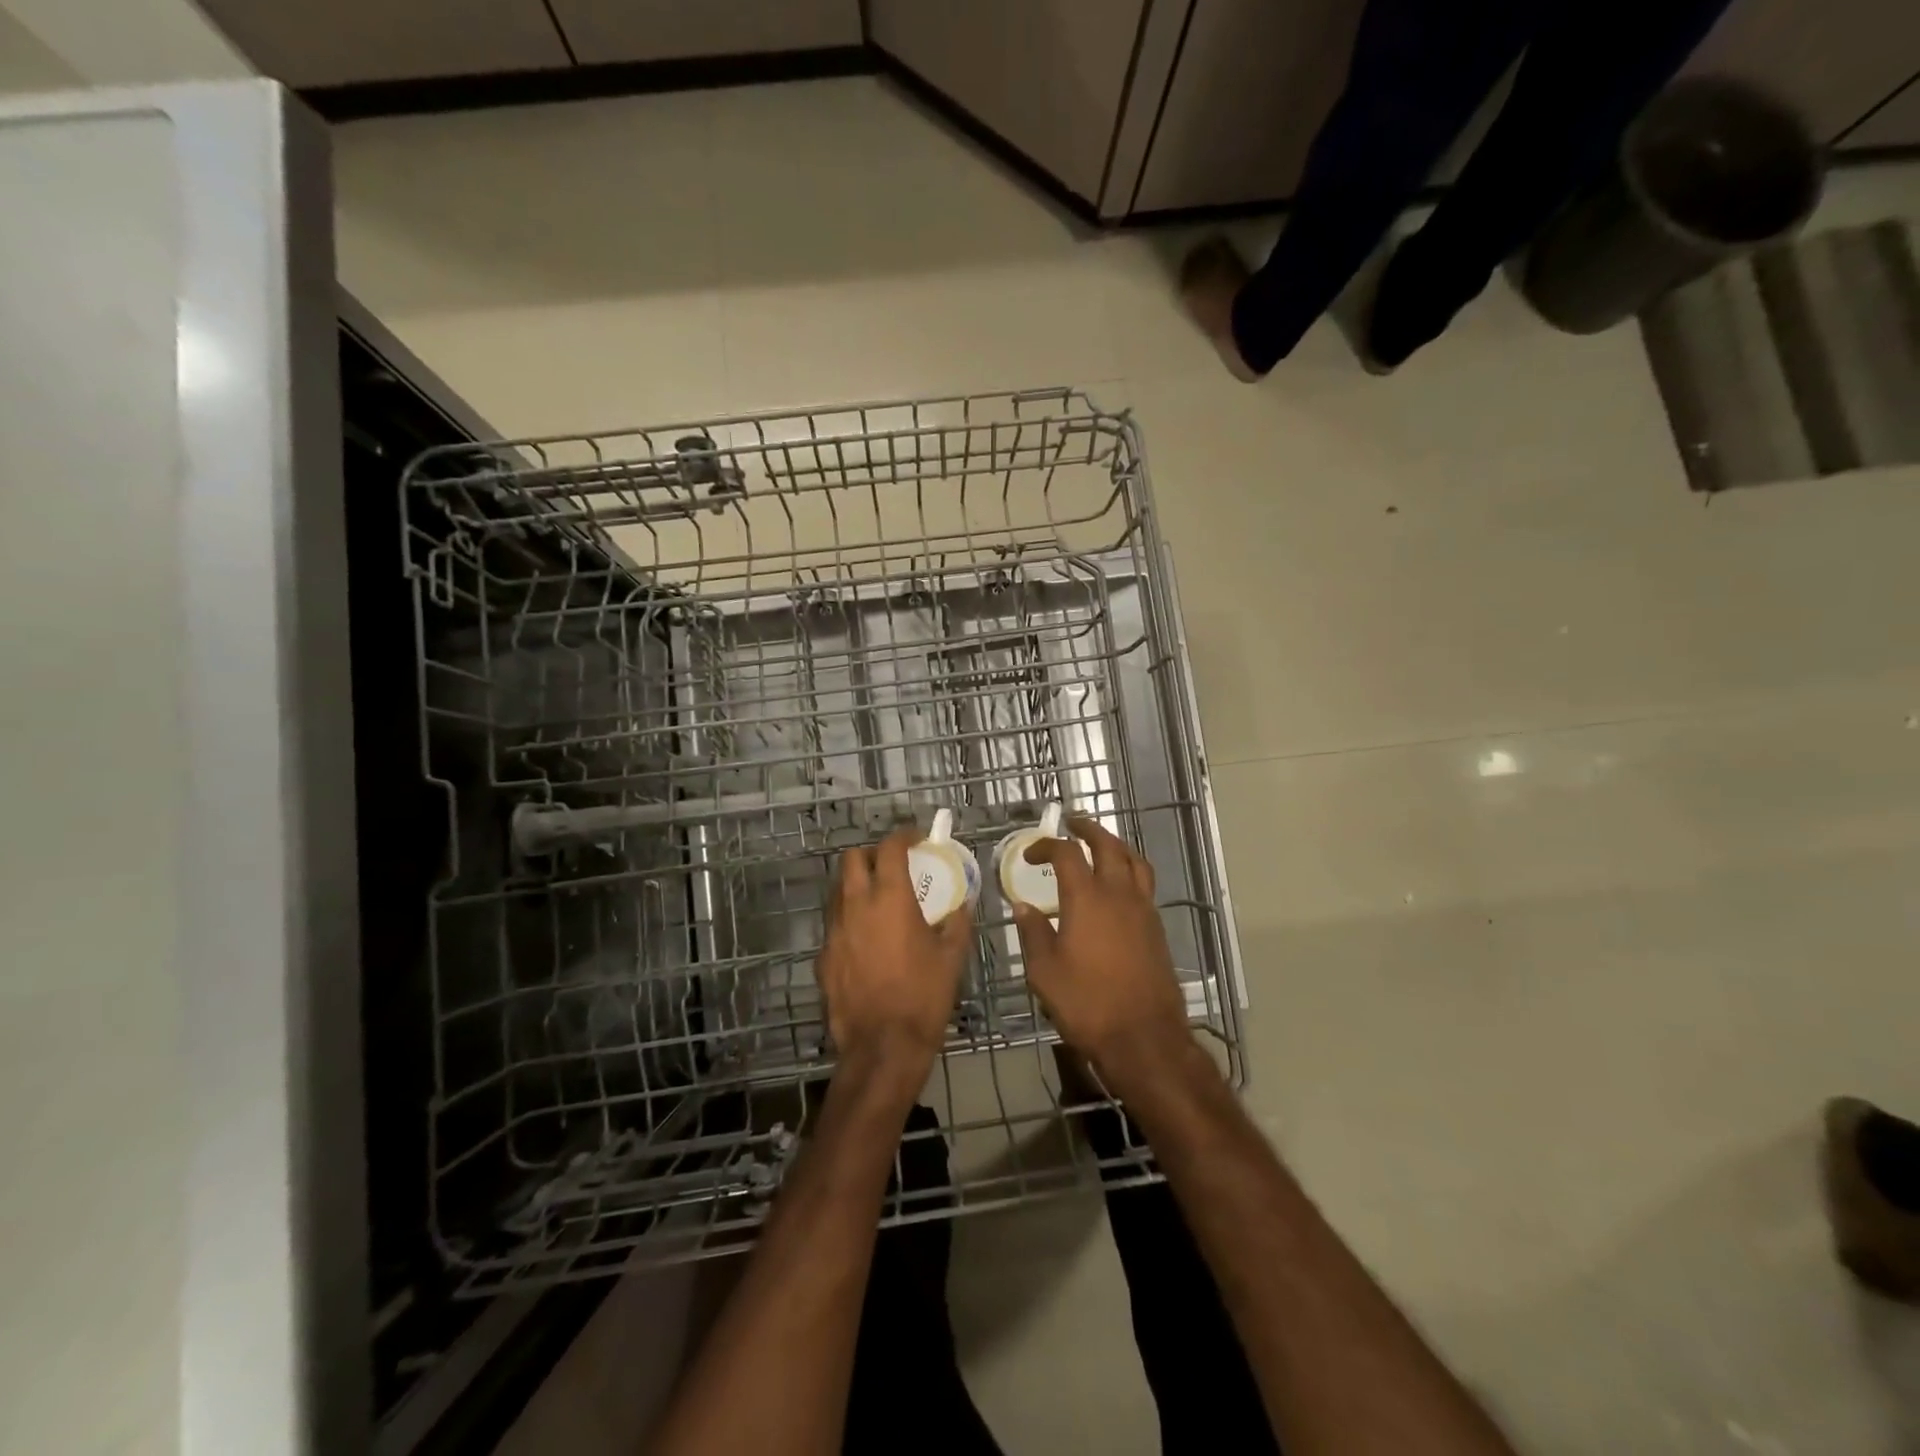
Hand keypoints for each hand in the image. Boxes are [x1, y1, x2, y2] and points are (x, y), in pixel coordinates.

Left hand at [817, 824, 971, 1078]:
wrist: (883, 1047)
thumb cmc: (924, 997)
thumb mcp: (952, 957)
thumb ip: (957, 923)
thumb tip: (963, 905)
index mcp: (890, 899)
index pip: (889, 848)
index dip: (903, 835)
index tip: (916, 838)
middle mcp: (856, 906)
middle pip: (851, 858)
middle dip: (871, 854)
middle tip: (891, 865)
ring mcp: (834, 931)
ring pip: (838, 891)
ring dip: (856, 885)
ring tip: (878, 900)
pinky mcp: (823, 957)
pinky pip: (835, 925)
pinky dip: (850, 920)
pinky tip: (866, 941)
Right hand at [1012, 817, 1193, 1090]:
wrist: (1144, 1036)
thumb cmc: (1087, 1003)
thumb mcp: (1045, 972)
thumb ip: (1033, 933)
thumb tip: (1023, 907)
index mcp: (1087, 898)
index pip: (1067, 853)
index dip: (1046, 845)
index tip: (1030, 853)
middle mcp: (1118, 894)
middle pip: (1108, 845)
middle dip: (1088, 830)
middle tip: (1072, 824)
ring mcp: (1143, 909)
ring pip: (1134, 861)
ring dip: (1115, 845)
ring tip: (1101, 845)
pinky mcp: (1157, 928)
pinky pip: (1144, 885)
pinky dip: (1129, 872)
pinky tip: (1118, 888)